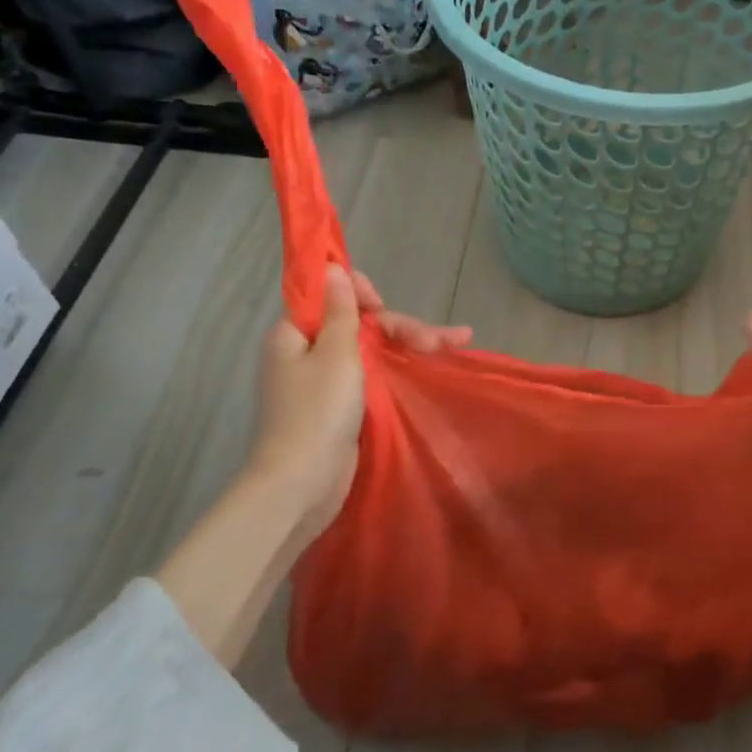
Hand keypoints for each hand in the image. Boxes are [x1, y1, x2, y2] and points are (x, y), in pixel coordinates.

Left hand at [247, 265, 470, 545]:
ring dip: (409, 344)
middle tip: (442, 340)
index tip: (382, 305)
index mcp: (295, 333)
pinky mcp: (341, 407)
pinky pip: (372, 375)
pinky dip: (399, 368)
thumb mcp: (334, 354)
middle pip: (359, 325)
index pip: (331, 297)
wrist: (301, 484)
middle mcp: (308, 352)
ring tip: (456, 343)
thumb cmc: (316, 413)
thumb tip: (332, 267)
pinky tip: (431, 365)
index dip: (362, 294)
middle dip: (402, 327)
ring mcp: (326, 381)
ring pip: (371, 350)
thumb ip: (340, 310)